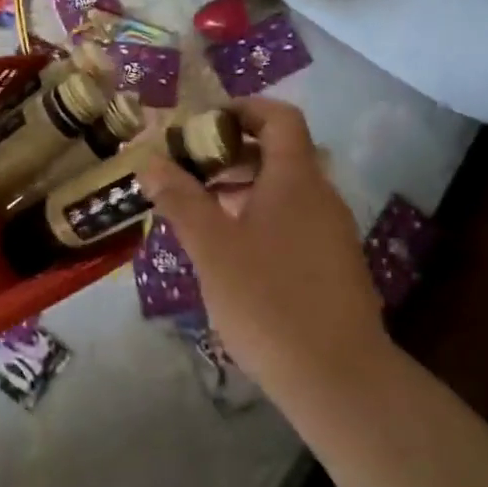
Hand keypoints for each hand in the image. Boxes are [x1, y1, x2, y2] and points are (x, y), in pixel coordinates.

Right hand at [141, 99, 390, 405]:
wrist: (338, 377)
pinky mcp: (334, 265)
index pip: (279, 117)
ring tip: (201, 212)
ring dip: (243, 188)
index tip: (203, 123)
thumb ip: (180, 199)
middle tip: (189, 170)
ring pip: (285, 191)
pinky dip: (261, 218)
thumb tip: (149, 161)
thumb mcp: (212, 247)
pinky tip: (232, 254)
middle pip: (280, 153)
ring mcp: (333, 232)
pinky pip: (294, 221)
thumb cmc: (268, 300)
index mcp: (295, 179)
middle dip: (231, 153)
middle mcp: (321, 196)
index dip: (243, 109)